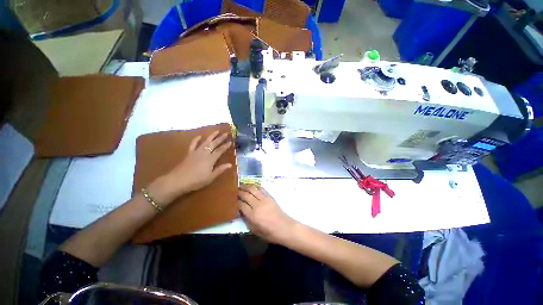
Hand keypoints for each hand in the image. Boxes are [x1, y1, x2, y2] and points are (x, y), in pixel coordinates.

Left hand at [149, 131, 232, 204]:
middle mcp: (204, 153)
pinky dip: (196, 139)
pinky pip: (193, 144)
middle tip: (226, 134)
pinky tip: (199, 136)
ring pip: (205, 142)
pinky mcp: (189, 153)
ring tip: (216, 131)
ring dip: (211, 136)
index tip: (231, 142)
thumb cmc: (196, 181)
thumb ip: (220, 170)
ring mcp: (196, 152)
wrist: (177, 181)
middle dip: (220, 138)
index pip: (220, 150)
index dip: (225, 146)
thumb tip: (230, 164)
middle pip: (214, 144)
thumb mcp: (210, 177)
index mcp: (210, 159)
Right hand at [238, 185, 297, 243]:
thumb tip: (241, 211)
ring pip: (253, 189)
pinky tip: (253, 187)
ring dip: (246, 187)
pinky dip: (256, 187)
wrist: (284, 227)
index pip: (241, 205)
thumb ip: (246, 220)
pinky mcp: (270, 197)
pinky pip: (262, 189)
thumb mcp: (255, 230)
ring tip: (242, 186)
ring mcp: (264, 199)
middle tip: (235, 191)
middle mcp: (257, 205)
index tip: (233, 200)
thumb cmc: (269, 232)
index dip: (236, 202)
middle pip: (246, 195)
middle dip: (239, 192)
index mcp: (253, 215)